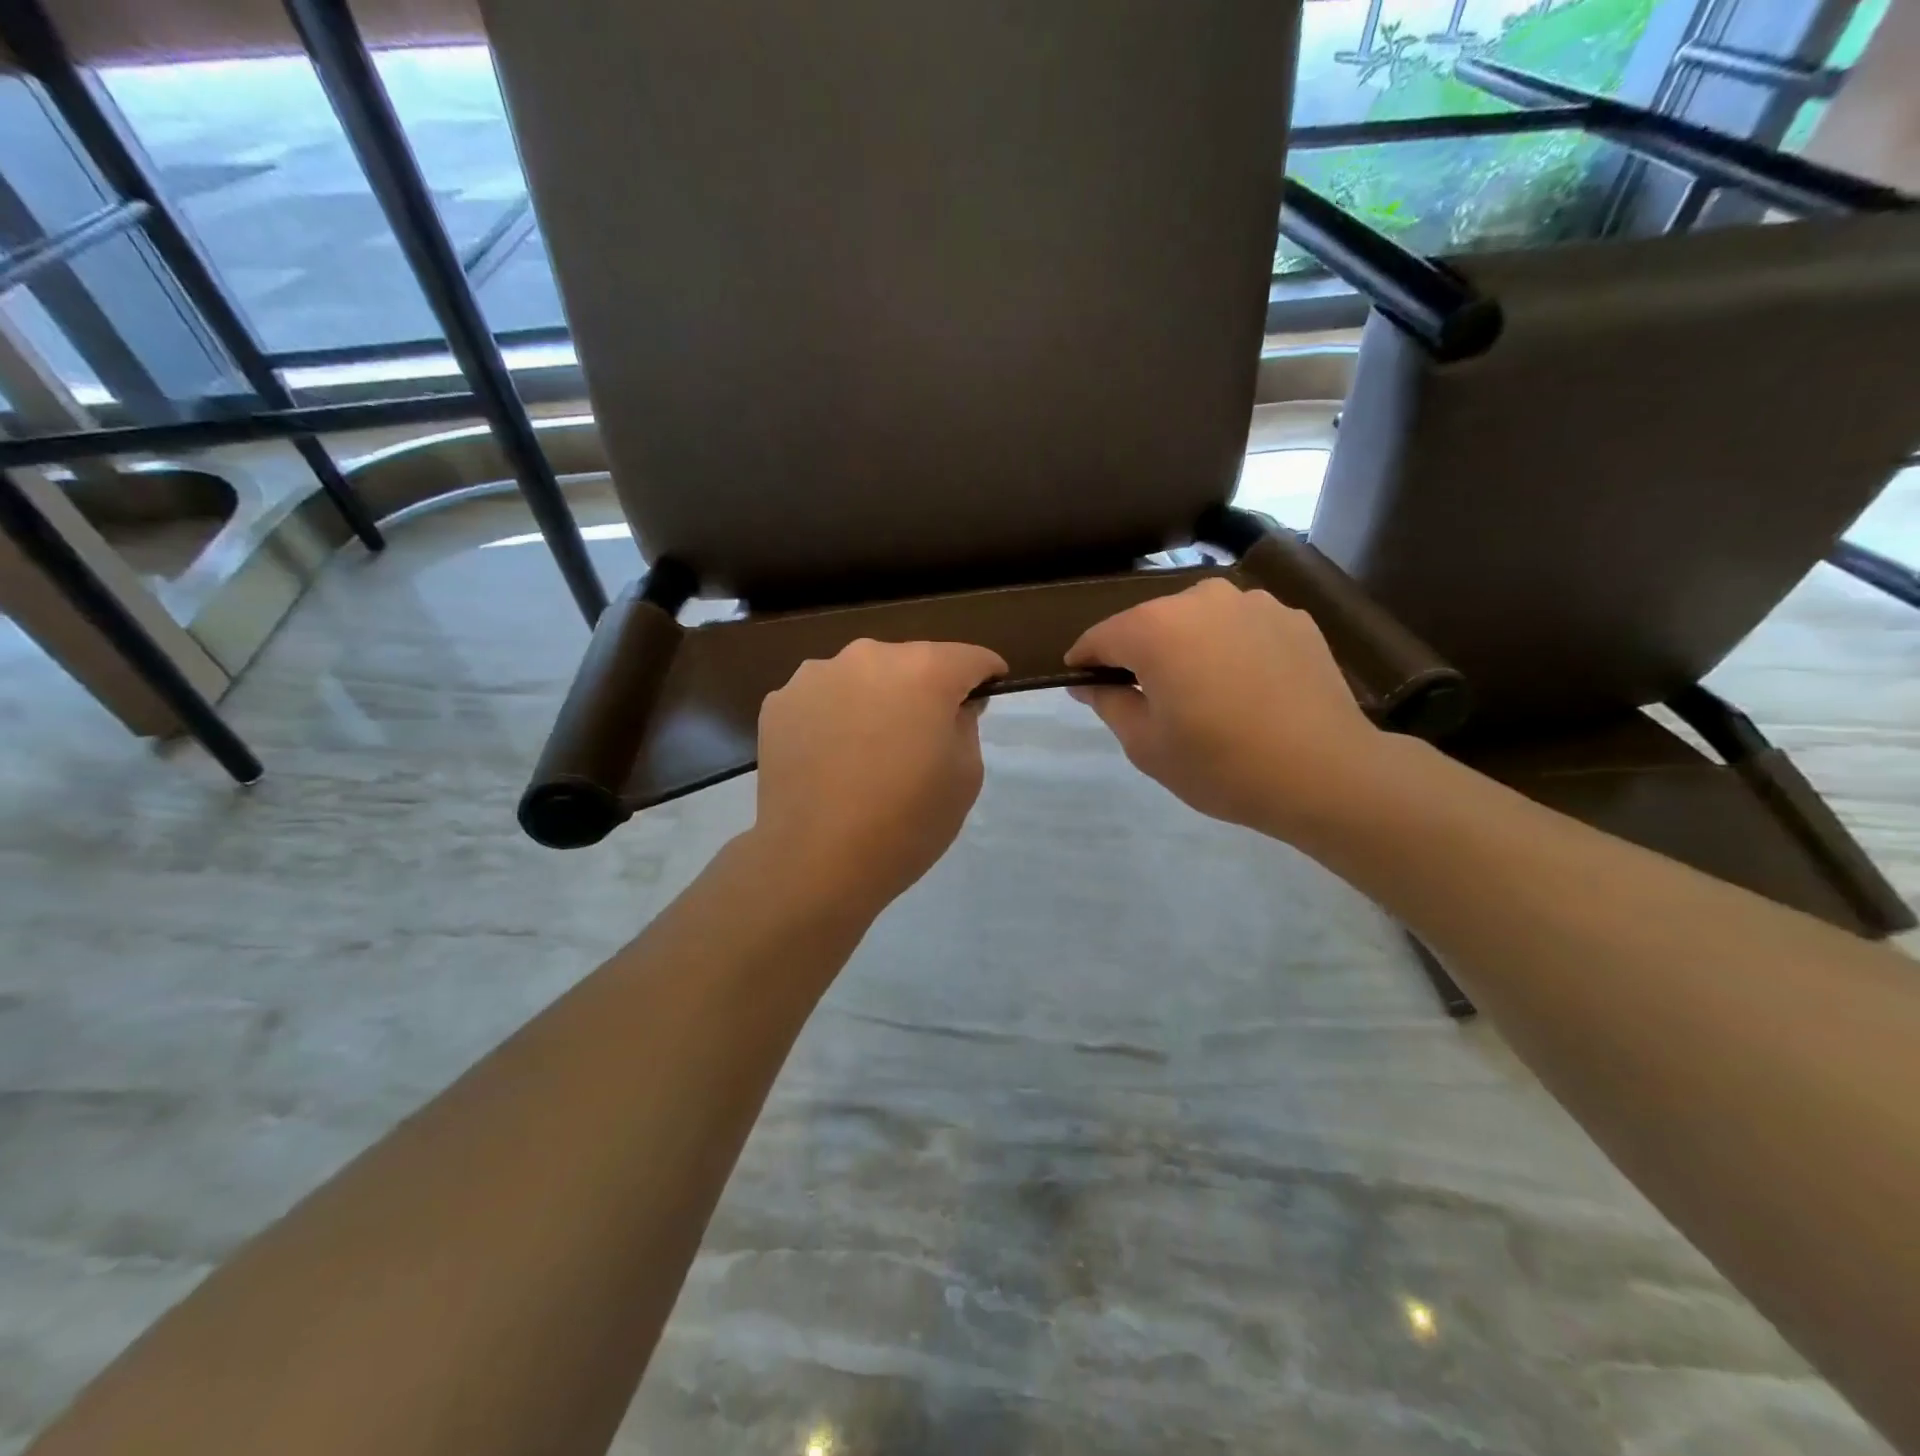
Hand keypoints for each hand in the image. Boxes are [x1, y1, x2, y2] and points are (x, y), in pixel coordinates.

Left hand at [752, 638, 1007, 912]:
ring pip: (862, 677)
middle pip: (910, 662)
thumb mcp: (965, 776)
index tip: (986, 695)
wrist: (816, 861)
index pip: (969, 658)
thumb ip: (966, 724)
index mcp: (923, 670)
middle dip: (924, 688)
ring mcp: (815, 676)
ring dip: (875, 699)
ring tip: (869, 748)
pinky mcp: (779, 703)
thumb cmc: (906, 821)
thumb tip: (952, 706)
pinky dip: (833, 717)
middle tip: (922, 734)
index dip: (985, 675)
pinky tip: (831, 757)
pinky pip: (822, 699)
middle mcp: (867, 657)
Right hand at [1066, 578, 1384, 839]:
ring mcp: (1253, 603)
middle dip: (1138, 653)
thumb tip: (1090, 683)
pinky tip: (1243, 686)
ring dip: (1185, 647)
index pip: (1102, 637)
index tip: (1080, 682)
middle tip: (1144, 696)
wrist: (1326, 773)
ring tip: (1199, 690)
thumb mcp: (1146, 745)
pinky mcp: (1292, 617)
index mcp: (1156, 628)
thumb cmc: (1221, 765)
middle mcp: (1202, 599)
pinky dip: (1228, 648)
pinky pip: (1240, 627)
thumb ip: (1109, 703)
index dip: (1085, 660)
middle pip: (1150, 622)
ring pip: (1197, 620)